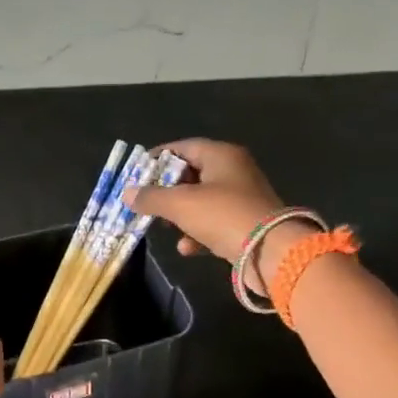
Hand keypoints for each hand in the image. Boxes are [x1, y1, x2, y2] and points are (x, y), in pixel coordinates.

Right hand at [124, 140, 288, 283]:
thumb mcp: (180, 204)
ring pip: (202, 200)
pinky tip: (187, 248)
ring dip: (181, 215)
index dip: (159, 157)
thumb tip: (127, 193)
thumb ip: (151, 197)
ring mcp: (242, 198)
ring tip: (165, 227)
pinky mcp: (246, 223)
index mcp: (221, 155)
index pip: (184, 147)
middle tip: (147, 202)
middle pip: (192, 174)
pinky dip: (198, 233)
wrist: (270, 251)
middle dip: (167, 190)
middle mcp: (234, 171)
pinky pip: (215, 222)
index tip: (138, 171)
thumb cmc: (222, 215)